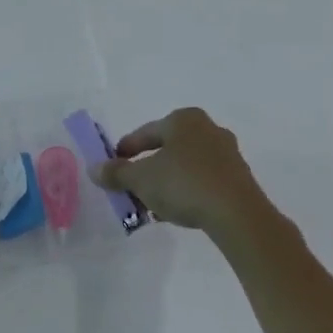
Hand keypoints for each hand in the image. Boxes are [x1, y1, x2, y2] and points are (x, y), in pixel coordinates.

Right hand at [93, 107, 271, 237]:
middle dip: (148, 169)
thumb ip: (116, 173)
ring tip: (153, 204)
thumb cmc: (184, 184)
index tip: (114, 166)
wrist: (237, 214)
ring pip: (186, 165)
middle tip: (133, 187)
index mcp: (183, 119)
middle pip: (167, 148)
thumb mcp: (142, 179)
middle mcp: (207, 128)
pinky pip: (203, 179)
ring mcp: (226, 152)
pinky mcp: (239, 177)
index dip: (126, 150)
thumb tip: (94, 169)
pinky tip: (178, 210)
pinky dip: (187, 190)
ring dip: (167, 182)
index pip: (146, 132)